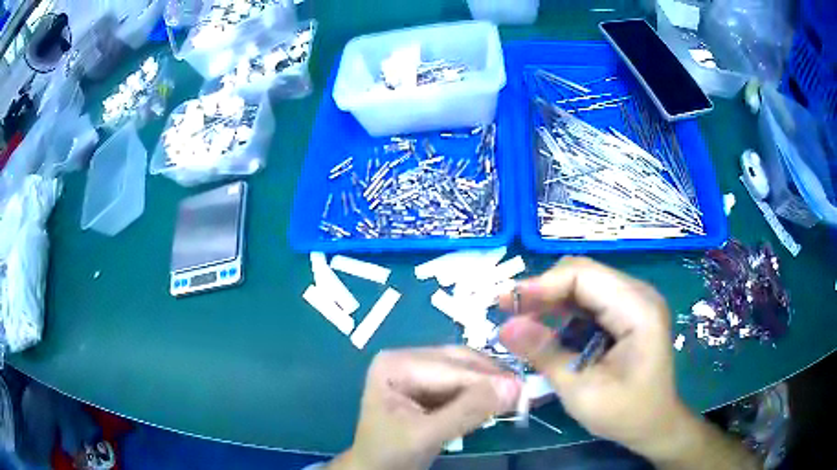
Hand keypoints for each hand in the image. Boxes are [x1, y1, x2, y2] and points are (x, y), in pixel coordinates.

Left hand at [330, 347, 521, 469]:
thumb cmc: (390, 454)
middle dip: (491, 379)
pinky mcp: (425, 385)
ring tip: (515, 397)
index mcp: (395, 364)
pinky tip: (496, 402)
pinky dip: (479, 393)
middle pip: (459, 362)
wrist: (374, 469)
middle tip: (524, 393)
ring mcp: (415, 370)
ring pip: (464, 371)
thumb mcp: (427, 435)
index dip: (489, 379)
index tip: (524, 389)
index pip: (451, 368)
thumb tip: (513, 387)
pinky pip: (460, 383)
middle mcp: (405, 358)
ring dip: (488, 385)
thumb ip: (468, 412)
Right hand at [497, 257, 691, 459]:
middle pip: (583, 274)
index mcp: (638, 309)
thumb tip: (505, 327)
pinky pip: (590, 300)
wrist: (655, 424)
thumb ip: (545, 355)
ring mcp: (634, 302)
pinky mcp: (627, 313)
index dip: (542, 284)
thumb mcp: (581, 391)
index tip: (505, 303)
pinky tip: (546, 328)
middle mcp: (638, 295)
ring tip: (520, 320)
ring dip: (551, 300)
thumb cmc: (625, 413)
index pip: (584, 275)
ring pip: (583, 284)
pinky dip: (564, 311)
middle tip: (507, 311)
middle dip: (543, 290)